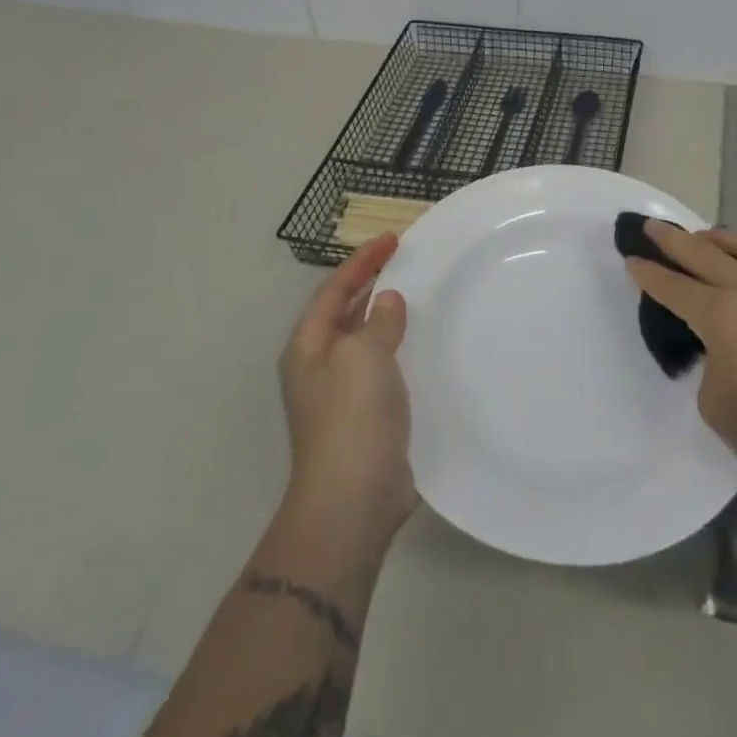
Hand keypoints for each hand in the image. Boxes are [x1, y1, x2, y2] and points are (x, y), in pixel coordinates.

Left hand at [279, 234, 417, 548]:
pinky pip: (386, 367)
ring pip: (368, 340)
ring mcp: (344, 393)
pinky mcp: (369, 416)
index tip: (393, 238)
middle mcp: (322, 365)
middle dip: (374, 283)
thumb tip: (387, 301)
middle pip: (347, 311)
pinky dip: (403, 348)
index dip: (362, 261)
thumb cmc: (351, 416)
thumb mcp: (363, 355)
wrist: (354, 497)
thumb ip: (378, 321)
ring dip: (390, 316)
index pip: (334, 289)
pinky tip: (427, 345)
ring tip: (422, 294)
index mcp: (309, 346)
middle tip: (409, 260)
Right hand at [625, 223, 736, 502]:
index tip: (631, 258)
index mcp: (722, 316)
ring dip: (717, 237)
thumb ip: (708, 360)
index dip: (649, 274)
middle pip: (703, 253)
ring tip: (702, 238)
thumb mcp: (715, 403)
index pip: (674, 287)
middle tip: (651, 227)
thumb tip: (718, 344)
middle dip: (672, 240)